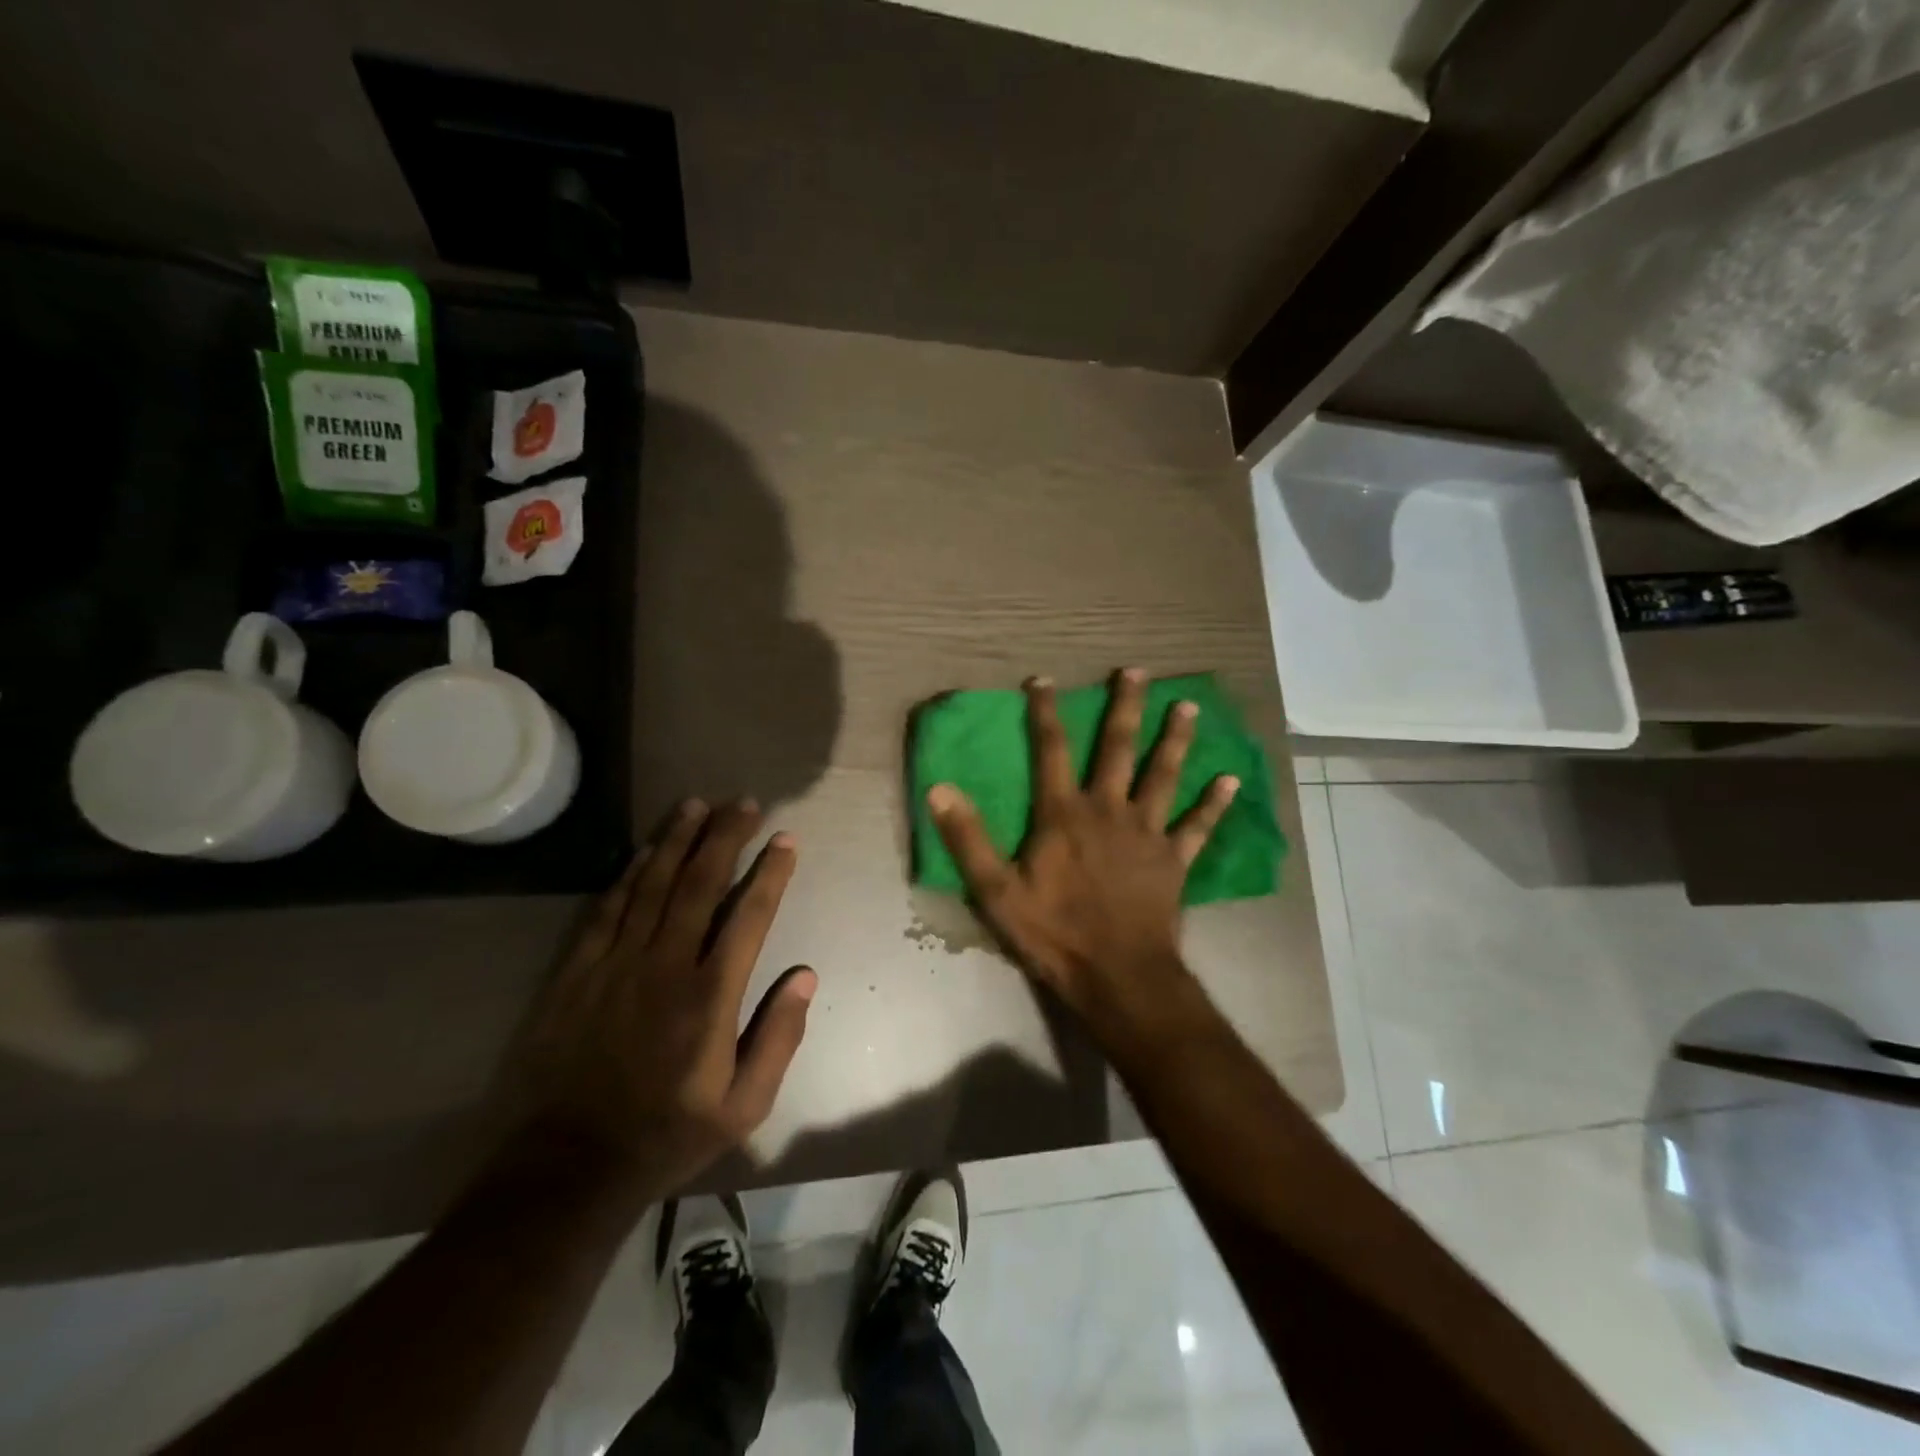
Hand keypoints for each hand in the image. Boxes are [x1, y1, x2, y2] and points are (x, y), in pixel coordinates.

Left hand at [517, 800, 815, 1198]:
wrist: (568, 1166)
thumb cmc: (667, 1134)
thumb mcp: (744, 1106)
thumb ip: (779, 1037)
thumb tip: (805, 975)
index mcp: (710, 996)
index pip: (749, 916)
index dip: (771, 873)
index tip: (786, 840)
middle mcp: (665, 966)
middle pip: (700, 884)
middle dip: (726, 837)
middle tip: (744, 804)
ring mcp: (617, 964)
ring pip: (653, 884)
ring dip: (678, 840)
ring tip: (698, 805)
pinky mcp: (578, 972)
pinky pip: (608, 909)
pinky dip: (630, 874)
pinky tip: (646, 851)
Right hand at [926, 668, 1236, 1043]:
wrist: (1117, 975)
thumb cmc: (1054, 933)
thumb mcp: (996, 891)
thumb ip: (968, 839)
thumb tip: (939, 788)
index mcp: (1064, 814)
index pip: (1051, 750)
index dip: (1045, 712)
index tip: (1043, 680)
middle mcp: (1108, 810)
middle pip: (1118, 748)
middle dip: (1126, 707)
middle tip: (1138, 672)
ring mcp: (1147, 833)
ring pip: (1163, 775)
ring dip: (1175, 740)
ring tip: (1188, 706)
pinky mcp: (1174, 860)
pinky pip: (1198, 826)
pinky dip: (1214, 804)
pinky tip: (1231, 780)